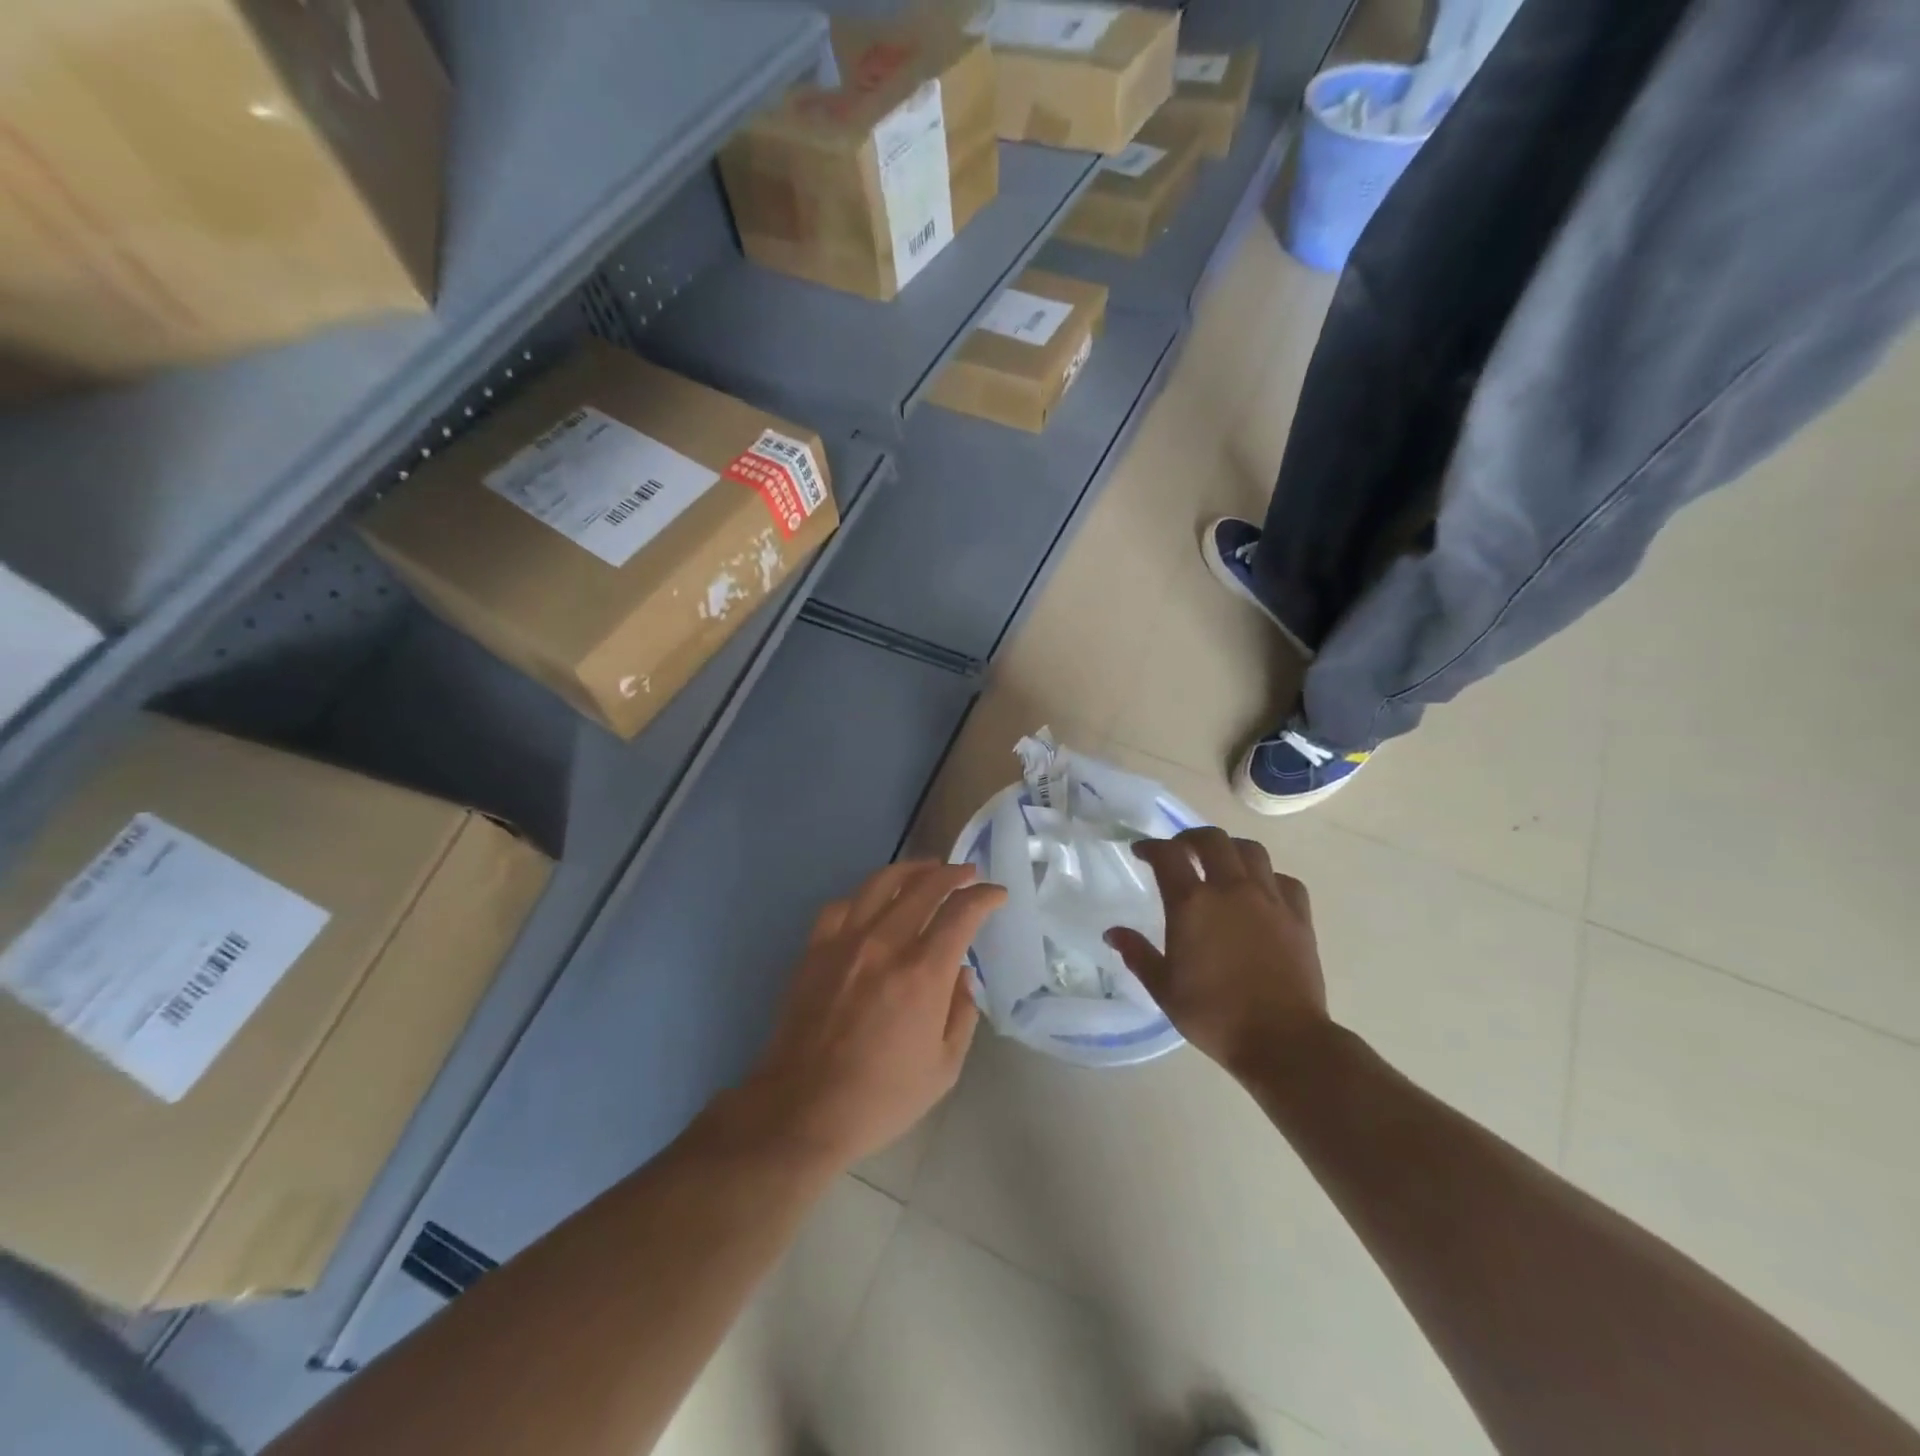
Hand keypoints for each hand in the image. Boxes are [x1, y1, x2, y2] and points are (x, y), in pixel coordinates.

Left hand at [743, 862, 1005, 1169]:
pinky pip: (842, 905)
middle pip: (925, 886)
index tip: (996, 894)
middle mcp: (885, 944)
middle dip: (953, 873)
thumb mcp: (944, 1067)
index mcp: (922, 973)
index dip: (985, 896)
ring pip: (881, 883)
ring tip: (927, 869)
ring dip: (911, 869)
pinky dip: (864, 896)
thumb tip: (962, 975)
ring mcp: (845, 942)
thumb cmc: (880, 1097)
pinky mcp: (814, 949)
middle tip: (967, 873)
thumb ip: (961, 1013)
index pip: (962, 912)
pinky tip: (872, 902)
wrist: (802, 1109)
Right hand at [1105, 827, 1329, 1079]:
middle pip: (1212, 839)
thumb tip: (1112, 933)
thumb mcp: (1164, 988)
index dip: (1151, 847)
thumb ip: (1137, 954)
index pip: (1167, 854)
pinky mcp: (1299, 916)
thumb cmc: (1214, 1015)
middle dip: (1190, 837)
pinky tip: (1261, 892)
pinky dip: (1268, 877)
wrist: (1282, 1040)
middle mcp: (1231, 889)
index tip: (1141, 852)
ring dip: (1230, 848)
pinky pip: (1284, 880)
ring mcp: (1269, 899)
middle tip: (1180, 850)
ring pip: (1251, 850)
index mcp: (1192, 903)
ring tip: (1221, 862)